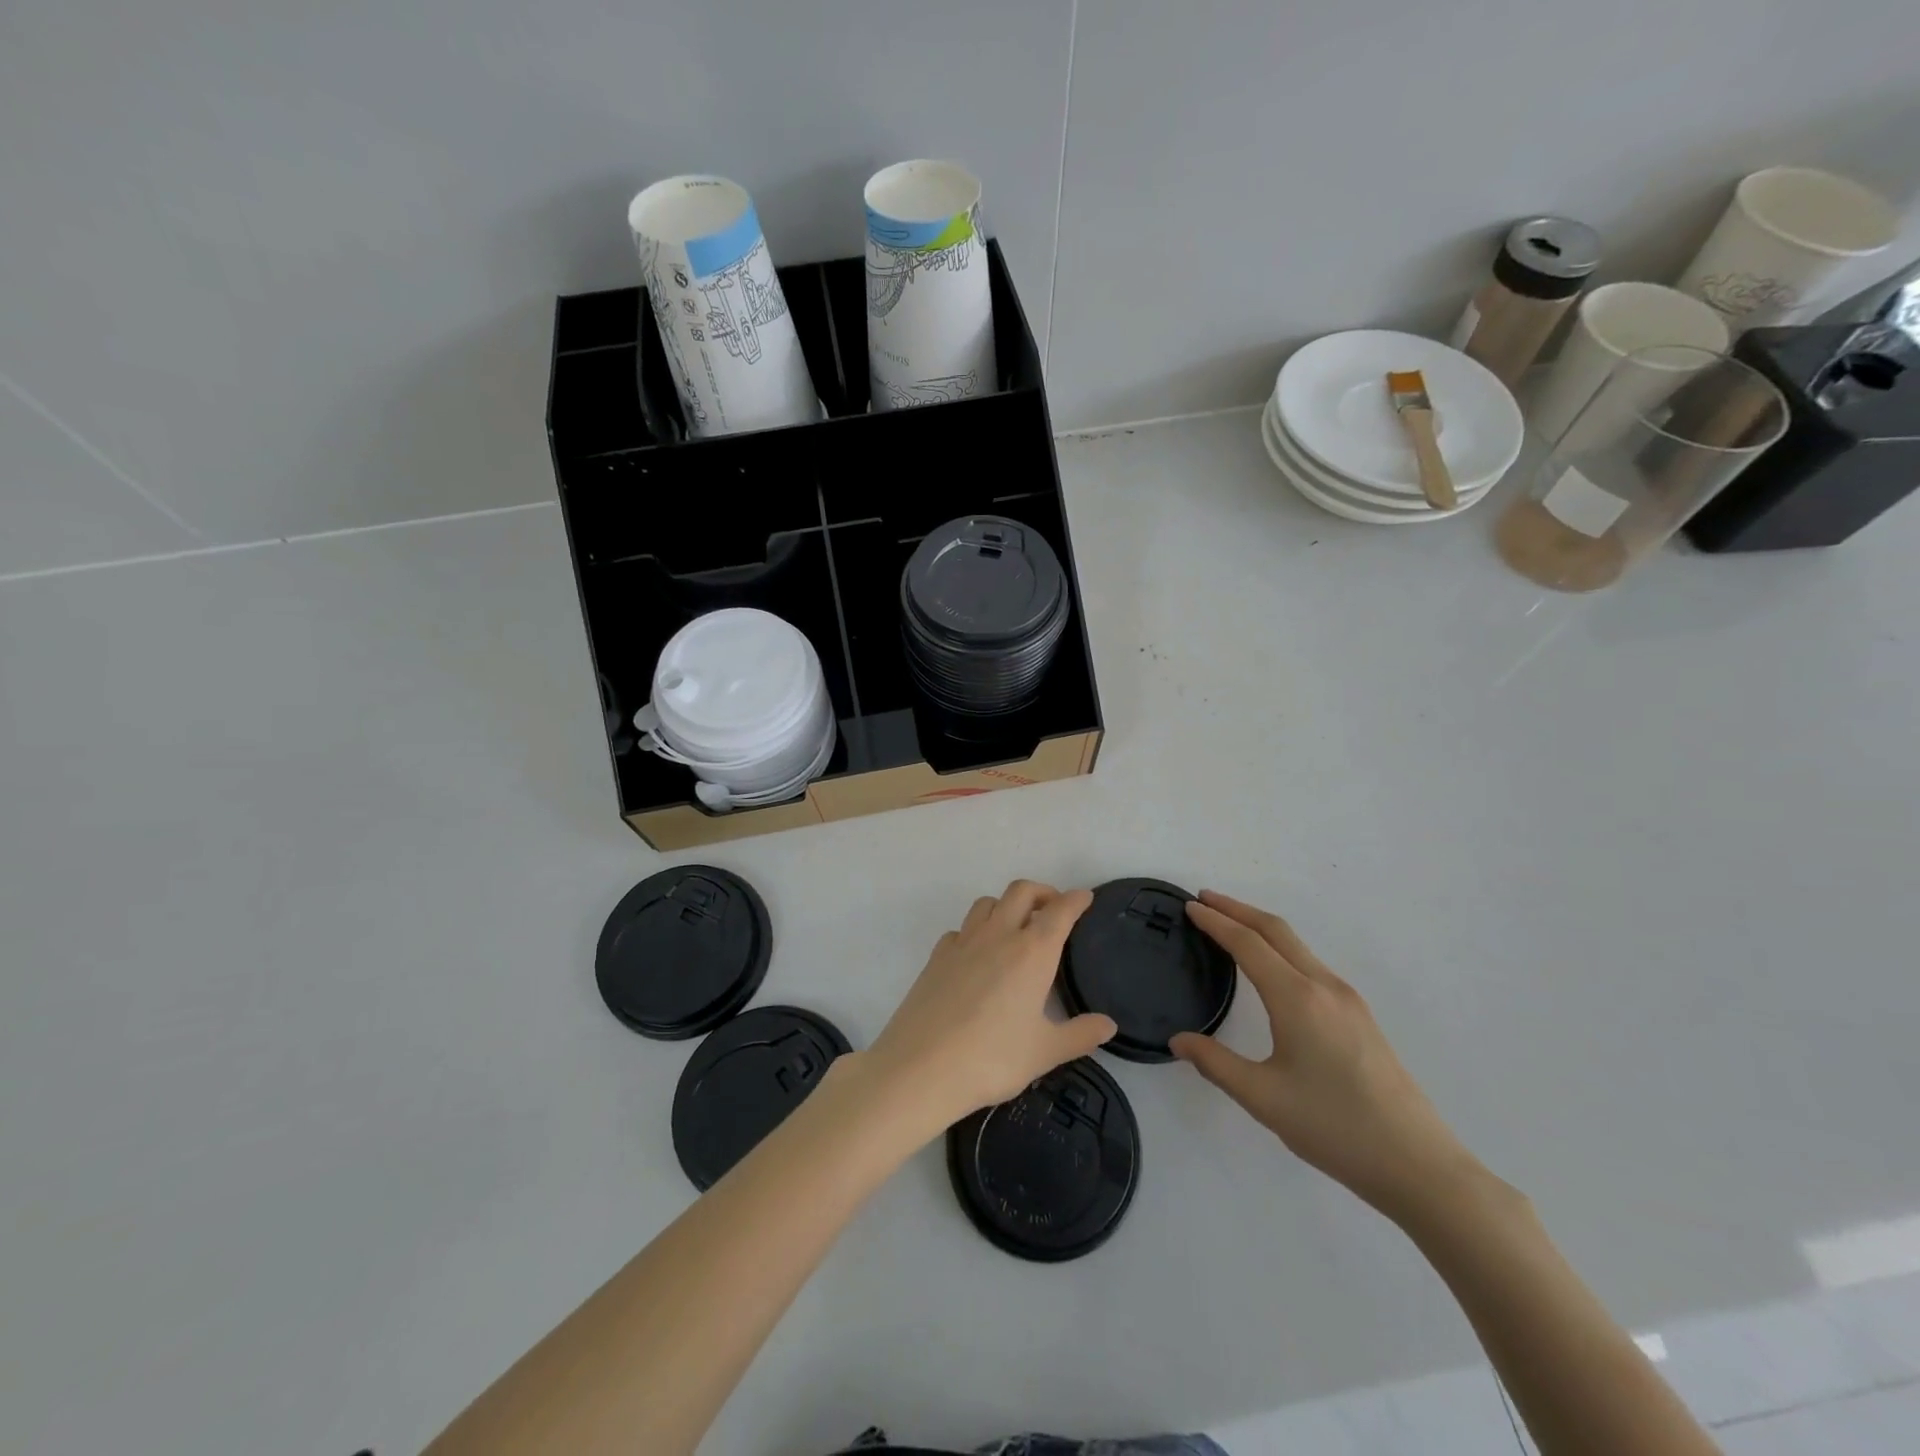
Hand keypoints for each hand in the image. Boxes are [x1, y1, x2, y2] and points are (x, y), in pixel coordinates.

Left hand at [865, 881, 1114, 1131]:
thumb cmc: (992, 1058)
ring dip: (1006, 905)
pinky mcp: (937, 956)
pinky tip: (977, 955)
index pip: (1059, 912)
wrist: (921, 1067)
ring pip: (987, 903)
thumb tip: (1108, 1024)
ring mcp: (963, 942)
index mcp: (1032, 952)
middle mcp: (998, 935)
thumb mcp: (1045, 1052)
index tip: (1085, 897)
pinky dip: (975, 931)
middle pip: (1021, 891)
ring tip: (1016, 927)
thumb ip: (1080, 1034)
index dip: (1075, 900)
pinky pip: (961, 929)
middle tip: (1053, 909)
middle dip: (1042, 892)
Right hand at [1170, 891, 1480, 1221]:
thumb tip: (1178, 1040)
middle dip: (1238, 909)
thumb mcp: (1263, 1098)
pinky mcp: (1359, 1016)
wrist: (1418, 1165)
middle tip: (1204, 900)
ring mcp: (1347, 999)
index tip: (1189, 906)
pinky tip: (1270, 968)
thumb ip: (1215, 1063)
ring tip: (1230, 926)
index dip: (1215, 921)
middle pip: (1276, 930)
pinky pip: (1310, 964)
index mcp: (1297, 998)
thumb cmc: (1335, 1128)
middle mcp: (1323, 986)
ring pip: (1297, 946)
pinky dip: (1280, 948)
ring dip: (1260, 927)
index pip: (1247, 944)